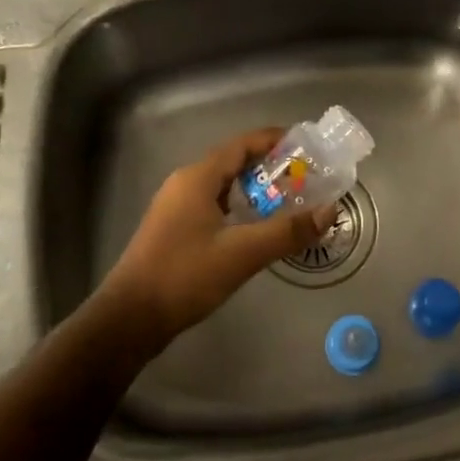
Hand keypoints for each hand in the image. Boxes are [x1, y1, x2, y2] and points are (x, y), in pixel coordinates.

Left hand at [98, 129, 337, 348]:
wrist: (129, 320)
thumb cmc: (184, 276)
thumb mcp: (242, 254)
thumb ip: (287, 231)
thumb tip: (330, 210)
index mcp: (197, 177)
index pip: (242, 144)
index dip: (275, 140)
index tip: (307, 146)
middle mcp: (185, 184)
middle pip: (233, 162)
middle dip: (270, 166)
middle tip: (306, 177)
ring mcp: (175, 208)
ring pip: (223, 186)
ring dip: (255, 189)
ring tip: (289, 200)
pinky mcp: (173, 230)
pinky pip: (213, 205)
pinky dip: (239, 208)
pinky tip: (256, 228)